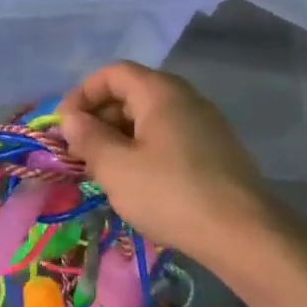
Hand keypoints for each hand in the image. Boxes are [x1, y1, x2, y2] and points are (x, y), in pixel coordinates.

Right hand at [55, 62, 276, 259]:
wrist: (242, 234)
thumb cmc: (169, 193)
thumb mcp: (115, 167)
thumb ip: (88, 137)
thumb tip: (71, 119)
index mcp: (161, 93)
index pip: (113, 73)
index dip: (82, 93)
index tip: (64, 124)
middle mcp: (186, 99)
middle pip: (132, 92)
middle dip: (99, 116)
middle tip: (79, 150)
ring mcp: (205, 125)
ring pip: (150, 117)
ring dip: (119, 135)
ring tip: (102, 168)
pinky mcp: (214, 151)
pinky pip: (168, 137)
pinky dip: (143, 148)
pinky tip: (135, 181)